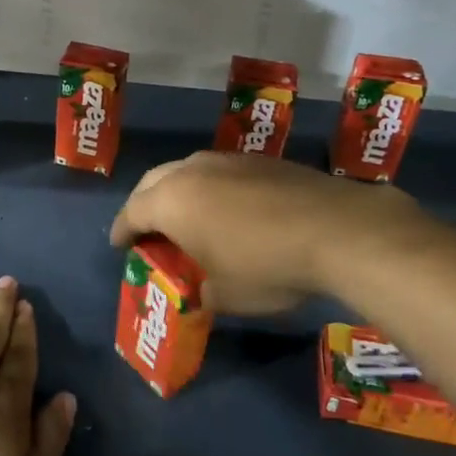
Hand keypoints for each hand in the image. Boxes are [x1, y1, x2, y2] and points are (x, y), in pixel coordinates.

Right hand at [110, 151, 425, 314]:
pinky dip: (212, 189)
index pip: (131, 212)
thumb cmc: (266, 266)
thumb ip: (201, 292)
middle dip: (144, 204)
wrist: (336, 229)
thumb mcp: (226, 296)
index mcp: (171, 201)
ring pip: (187, 170)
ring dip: (179, 192)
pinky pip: (220, 171)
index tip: (120, 245)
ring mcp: (227, 160)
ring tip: (188, 217)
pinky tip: (230, 209)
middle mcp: (191, 171)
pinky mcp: (260, 160)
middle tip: (148, 229)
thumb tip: (201, 292)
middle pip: (153, 182)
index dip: (122, 231)